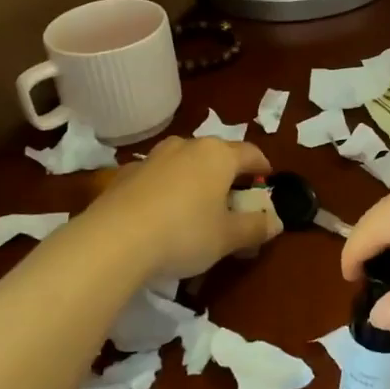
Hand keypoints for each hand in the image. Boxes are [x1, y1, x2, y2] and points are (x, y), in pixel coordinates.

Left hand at [86, 136, 281, 279]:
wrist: (113, 241)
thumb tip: (276, 221)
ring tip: (196, 205)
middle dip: (228, 174)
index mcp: (218, 155)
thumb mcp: (227, 238)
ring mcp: (152, 158)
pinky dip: (165, 189)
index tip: (267, 183)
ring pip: (184, 162)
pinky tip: (161, 214)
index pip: (251, 153)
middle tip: (233, 199)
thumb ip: (255, 227)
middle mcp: (187, 146)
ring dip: (195, 178)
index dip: (263, 168)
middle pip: (217, 154)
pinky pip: (156, 177)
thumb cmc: (184, 234)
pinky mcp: (124, 175)